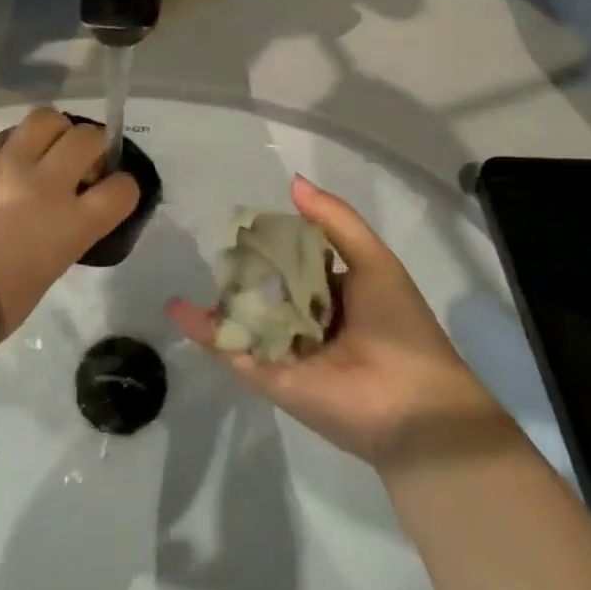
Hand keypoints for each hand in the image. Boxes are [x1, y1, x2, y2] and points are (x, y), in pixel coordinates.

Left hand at [0, 109, 139, 343]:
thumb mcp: (48, 271)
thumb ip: (65, 232)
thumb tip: (65, 214)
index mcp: (70, 224)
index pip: (122, 188)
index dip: (123, 187)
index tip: (111, 192)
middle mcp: (44, 184)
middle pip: (88, 136)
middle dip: (92, 146)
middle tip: (79, 164)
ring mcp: (6, 165)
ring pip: (46, 118)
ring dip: (54, 132)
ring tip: (44, 151)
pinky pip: (5, 135)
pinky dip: (15, 144)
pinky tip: (6, 164)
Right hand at [167, 174, 515, 469]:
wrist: (414, 408)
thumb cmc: (399, 325)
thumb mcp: (373, 259)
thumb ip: (334, 220)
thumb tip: (293, 181)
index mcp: (337, 292)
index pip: (297, 258)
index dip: (275, 238)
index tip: (246, 218)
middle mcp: (309, 319)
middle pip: (268, 286)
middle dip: (244, 267)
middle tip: (212, 241)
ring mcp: (287, 349)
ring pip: (246, 315)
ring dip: (219, 295)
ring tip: (187, 267)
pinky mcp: (269, 377)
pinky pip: (233, 348)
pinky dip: (205, 330)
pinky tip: (176, 307)